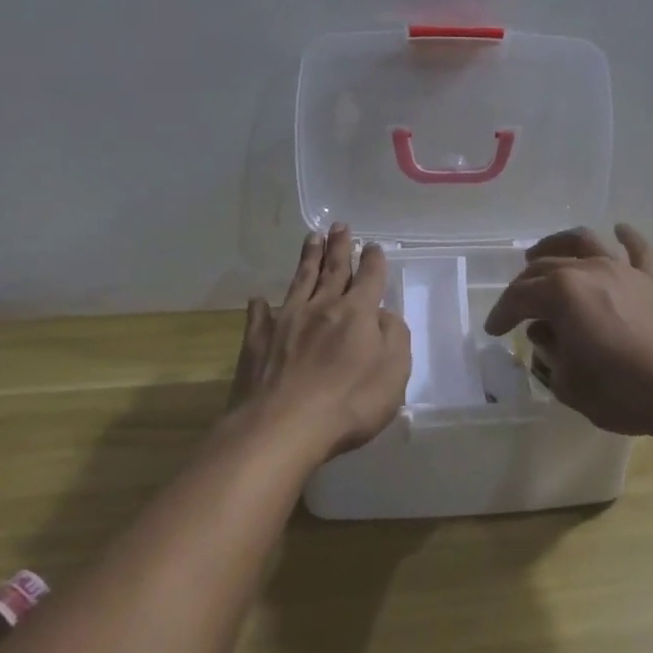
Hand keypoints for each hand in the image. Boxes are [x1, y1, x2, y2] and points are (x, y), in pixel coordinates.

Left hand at [230, 225, 410, 463]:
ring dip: (308, 259)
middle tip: (339, 225)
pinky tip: (258, 299)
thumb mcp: (394, 372)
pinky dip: (260, 306)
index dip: (373, 260)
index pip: (369, 278)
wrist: (283, 426)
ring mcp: (286, 321)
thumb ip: (395, 337)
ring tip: (312, 238)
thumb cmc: (349, 402)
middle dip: (339, 246)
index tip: (373, 246)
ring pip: (301, 281)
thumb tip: (383, 316)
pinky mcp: (257, 341)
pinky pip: (259, 316)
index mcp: (357, 313)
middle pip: (333, 269)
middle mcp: (322, 307)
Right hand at [483, 224, 652, 440]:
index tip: (493, 330)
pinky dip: (627, 237)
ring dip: (558, 244)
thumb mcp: (569, 383)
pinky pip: (637, 249)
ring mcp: (622, 270)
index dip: (502, 313)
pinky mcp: (651, 280)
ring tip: (542, 253)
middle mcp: (588, 269)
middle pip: (546, 267)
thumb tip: (546, 334)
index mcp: (562, 293)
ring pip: (583, 242)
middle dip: (524, 285)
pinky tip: (619, 230)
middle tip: (516, 305)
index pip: (520, 296)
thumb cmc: (622, 391)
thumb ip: (550, 354)